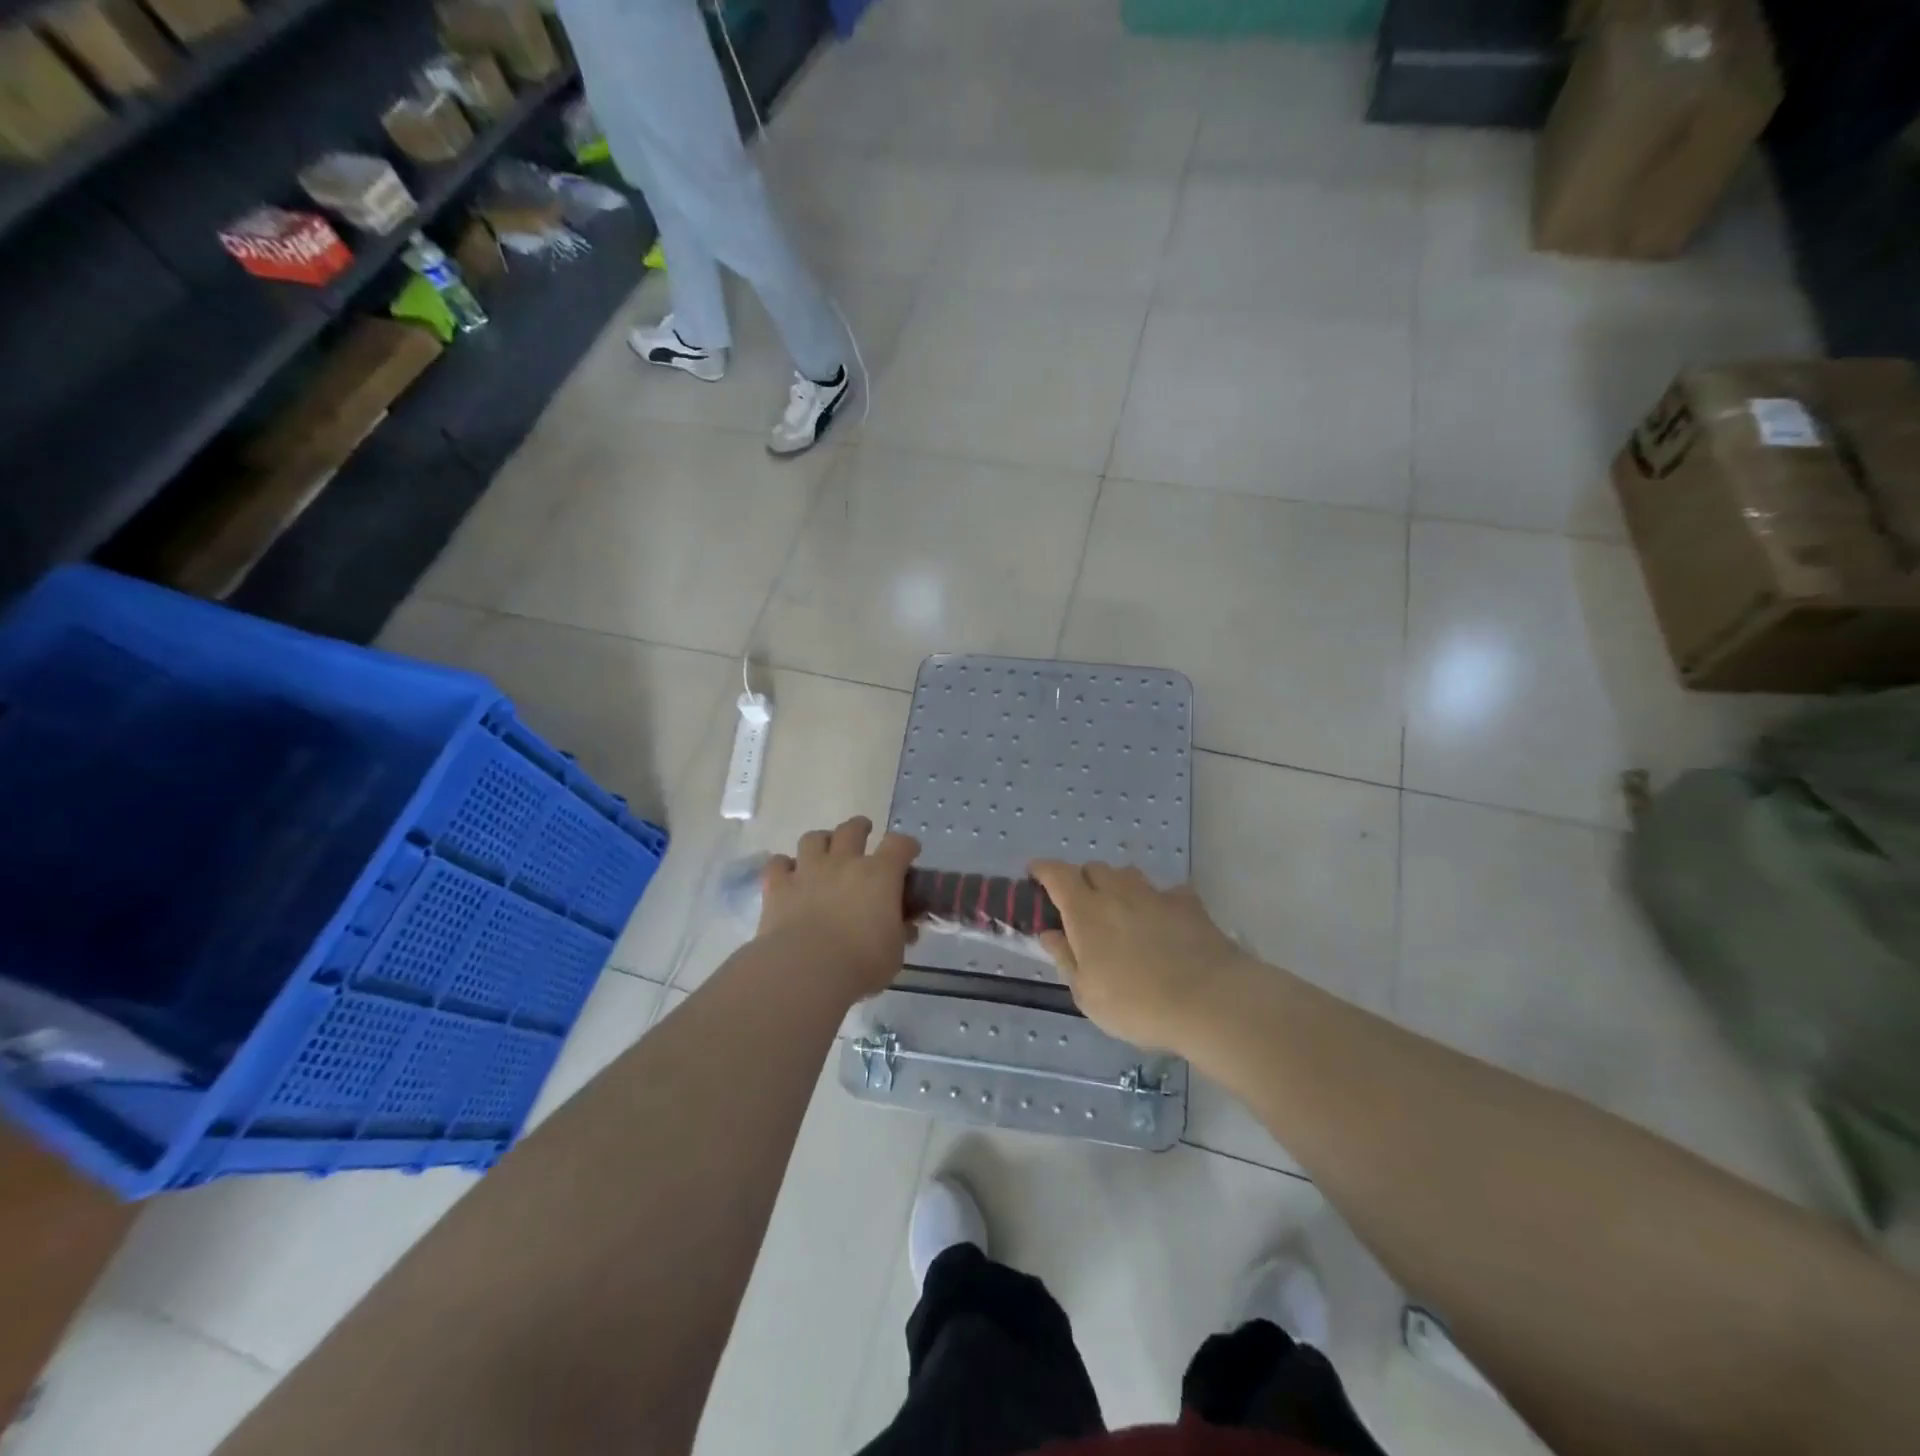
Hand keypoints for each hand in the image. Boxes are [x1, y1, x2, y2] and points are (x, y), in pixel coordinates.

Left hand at [758, 817, 919, 1002]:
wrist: (806, 970)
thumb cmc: (860, 963)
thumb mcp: (894, 953)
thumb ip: (899, 934)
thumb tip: (905, 929)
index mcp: (880, 875)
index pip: (899, 845)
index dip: (907, 846)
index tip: (910, 852)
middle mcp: (844, 863)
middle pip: (852, 829)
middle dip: (860, 828)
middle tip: (863, 833)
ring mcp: (808, 871)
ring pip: (813, 838)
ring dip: (821, 841)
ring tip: (824, 851)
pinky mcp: (779, 887)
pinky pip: (777, 864)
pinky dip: (784, 866)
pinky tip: (788, 875)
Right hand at [1029, 861, 1251, 1051]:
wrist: (1210, 1001)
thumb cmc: (1137, 1004)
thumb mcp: (1088, 994)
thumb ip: (1066, 958)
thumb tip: (1049, 933)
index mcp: (1086, 911)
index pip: (1057, 874)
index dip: (1043, 870)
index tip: (1034, 875)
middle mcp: (1118, 892)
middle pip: (1093, 868)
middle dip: (1082, 880)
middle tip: (1081, 907)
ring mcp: (1155, 895)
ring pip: (1128, 874)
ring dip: (1118, 886)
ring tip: (1121, 912)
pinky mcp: (1189, 904)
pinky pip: (1166, 892)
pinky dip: (1158, 901)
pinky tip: (1164, 923)